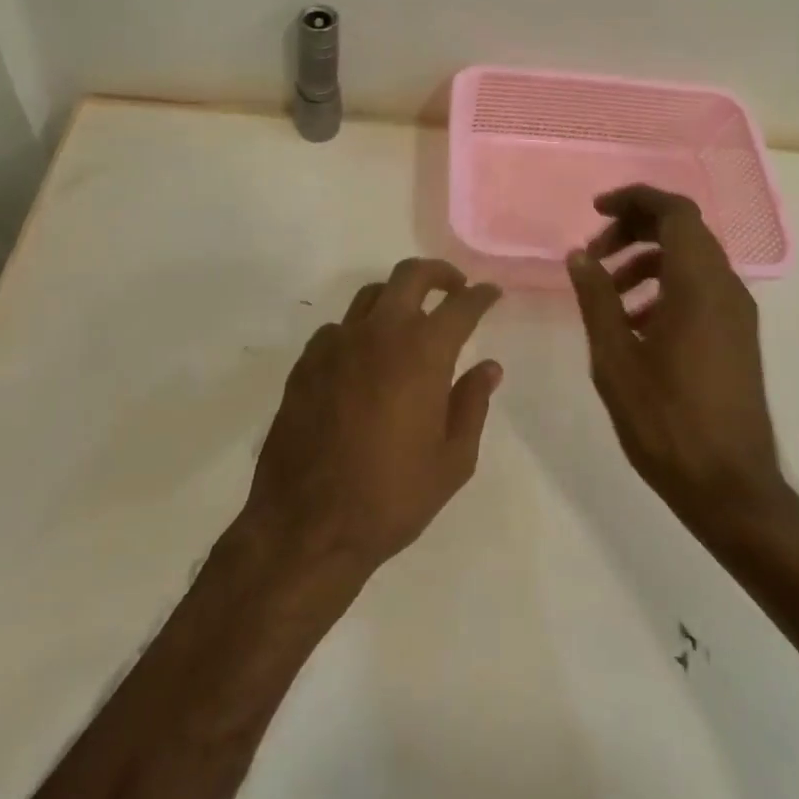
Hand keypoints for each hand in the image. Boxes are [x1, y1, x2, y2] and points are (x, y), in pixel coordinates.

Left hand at [242, 258, 502, 581]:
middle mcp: (379, 332)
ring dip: (397, 297)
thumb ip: (472, 404)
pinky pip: (339, 328)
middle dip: (438, 273)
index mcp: (422, 352)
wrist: (307, 526)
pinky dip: (360, 330)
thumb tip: (489, 367)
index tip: (492, 294)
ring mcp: (337, 342)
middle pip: (410, 275)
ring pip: (371, 295)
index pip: (460, 306)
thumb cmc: (392, 498)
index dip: (481, 296)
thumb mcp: (452, 461)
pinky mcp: (306, 361)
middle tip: (454, 287)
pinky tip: (365, 358)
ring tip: (410, 319)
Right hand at [566, 185, 789, 528]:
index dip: (634, 199)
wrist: (730, 487)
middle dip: (634, 229)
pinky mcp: (737, 336)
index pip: (675, 211)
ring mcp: (737, 313)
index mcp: (699, 284)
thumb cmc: (666, 420)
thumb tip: (579, 255)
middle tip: (594, 253)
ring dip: (646, 260)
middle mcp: (726, 288)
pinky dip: (665, 286)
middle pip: (683, 230)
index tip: (595, 211)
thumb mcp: (616, 357)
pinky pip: (700, 289)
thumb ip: (596, 298)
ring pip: (691, 260)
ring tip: (606, 291)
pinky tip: (633, 322)